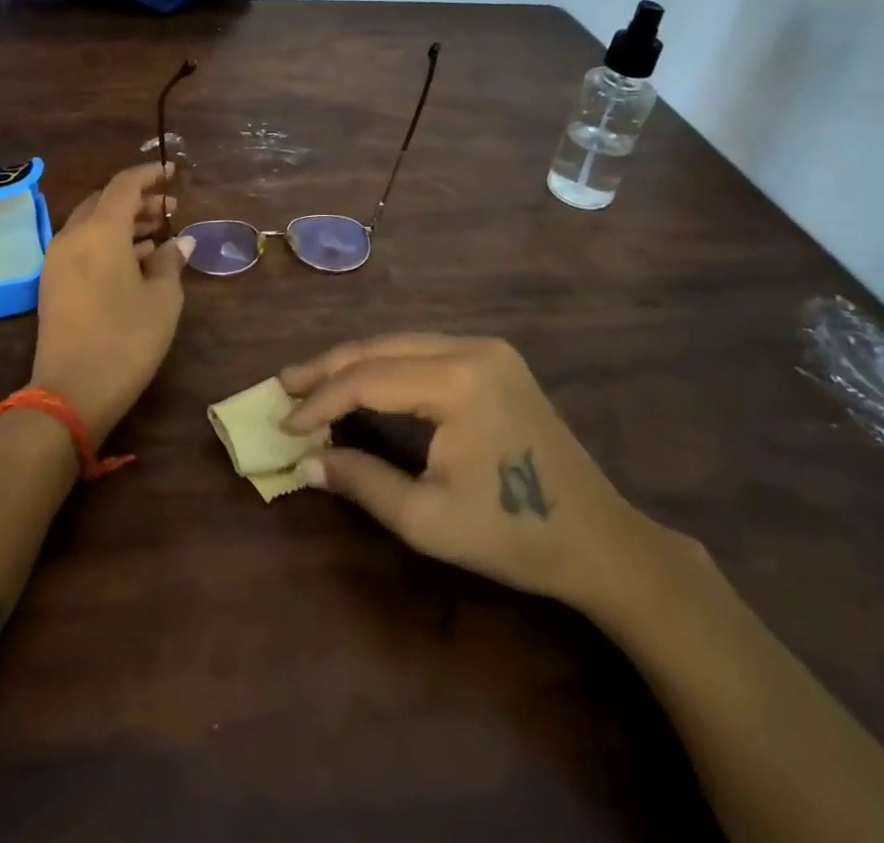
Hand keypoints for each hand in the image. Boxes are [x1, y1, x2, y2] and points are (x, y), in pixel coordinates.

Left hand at [32, 162, 193, 443]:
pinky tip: (134, 260)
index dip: (150, 174)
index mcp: (100, 231)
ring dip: (123, 222)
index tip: (173, 172)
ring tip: (157, 234)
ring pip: (92, 224)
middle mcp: (73, 237)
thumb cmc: (126, 340)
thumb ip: (170, 262)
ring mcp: (57, 261)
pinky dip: (108, 241)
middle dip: (137, 200)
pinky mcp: (52, 283)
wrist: (69, 394)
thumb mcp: (162, 300)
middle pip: (105, 201)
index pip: (124, 185)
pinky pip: (82, 246)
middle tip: (169, 209)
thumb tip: (179, 242)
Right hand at [280, 334, 667, 613]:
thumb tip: (306, 462)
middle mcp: (472, 348)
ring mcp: (488, 349)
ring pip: (401, 344)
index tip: (285, 425)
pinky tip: (362, 383)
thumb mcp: (426, 519)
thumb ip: (361, 481)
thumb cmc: (513, 534)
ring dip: (355, 364)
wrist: (599, 540)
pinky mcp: (495, 360)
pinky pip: (424, 352)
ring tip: (311, 383)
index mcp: (458, 380)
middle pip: (381, 348)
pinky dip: (386, 367)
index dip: (321, 401)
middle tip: (284, 385)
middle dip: (329, 368)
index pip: (368, 379)